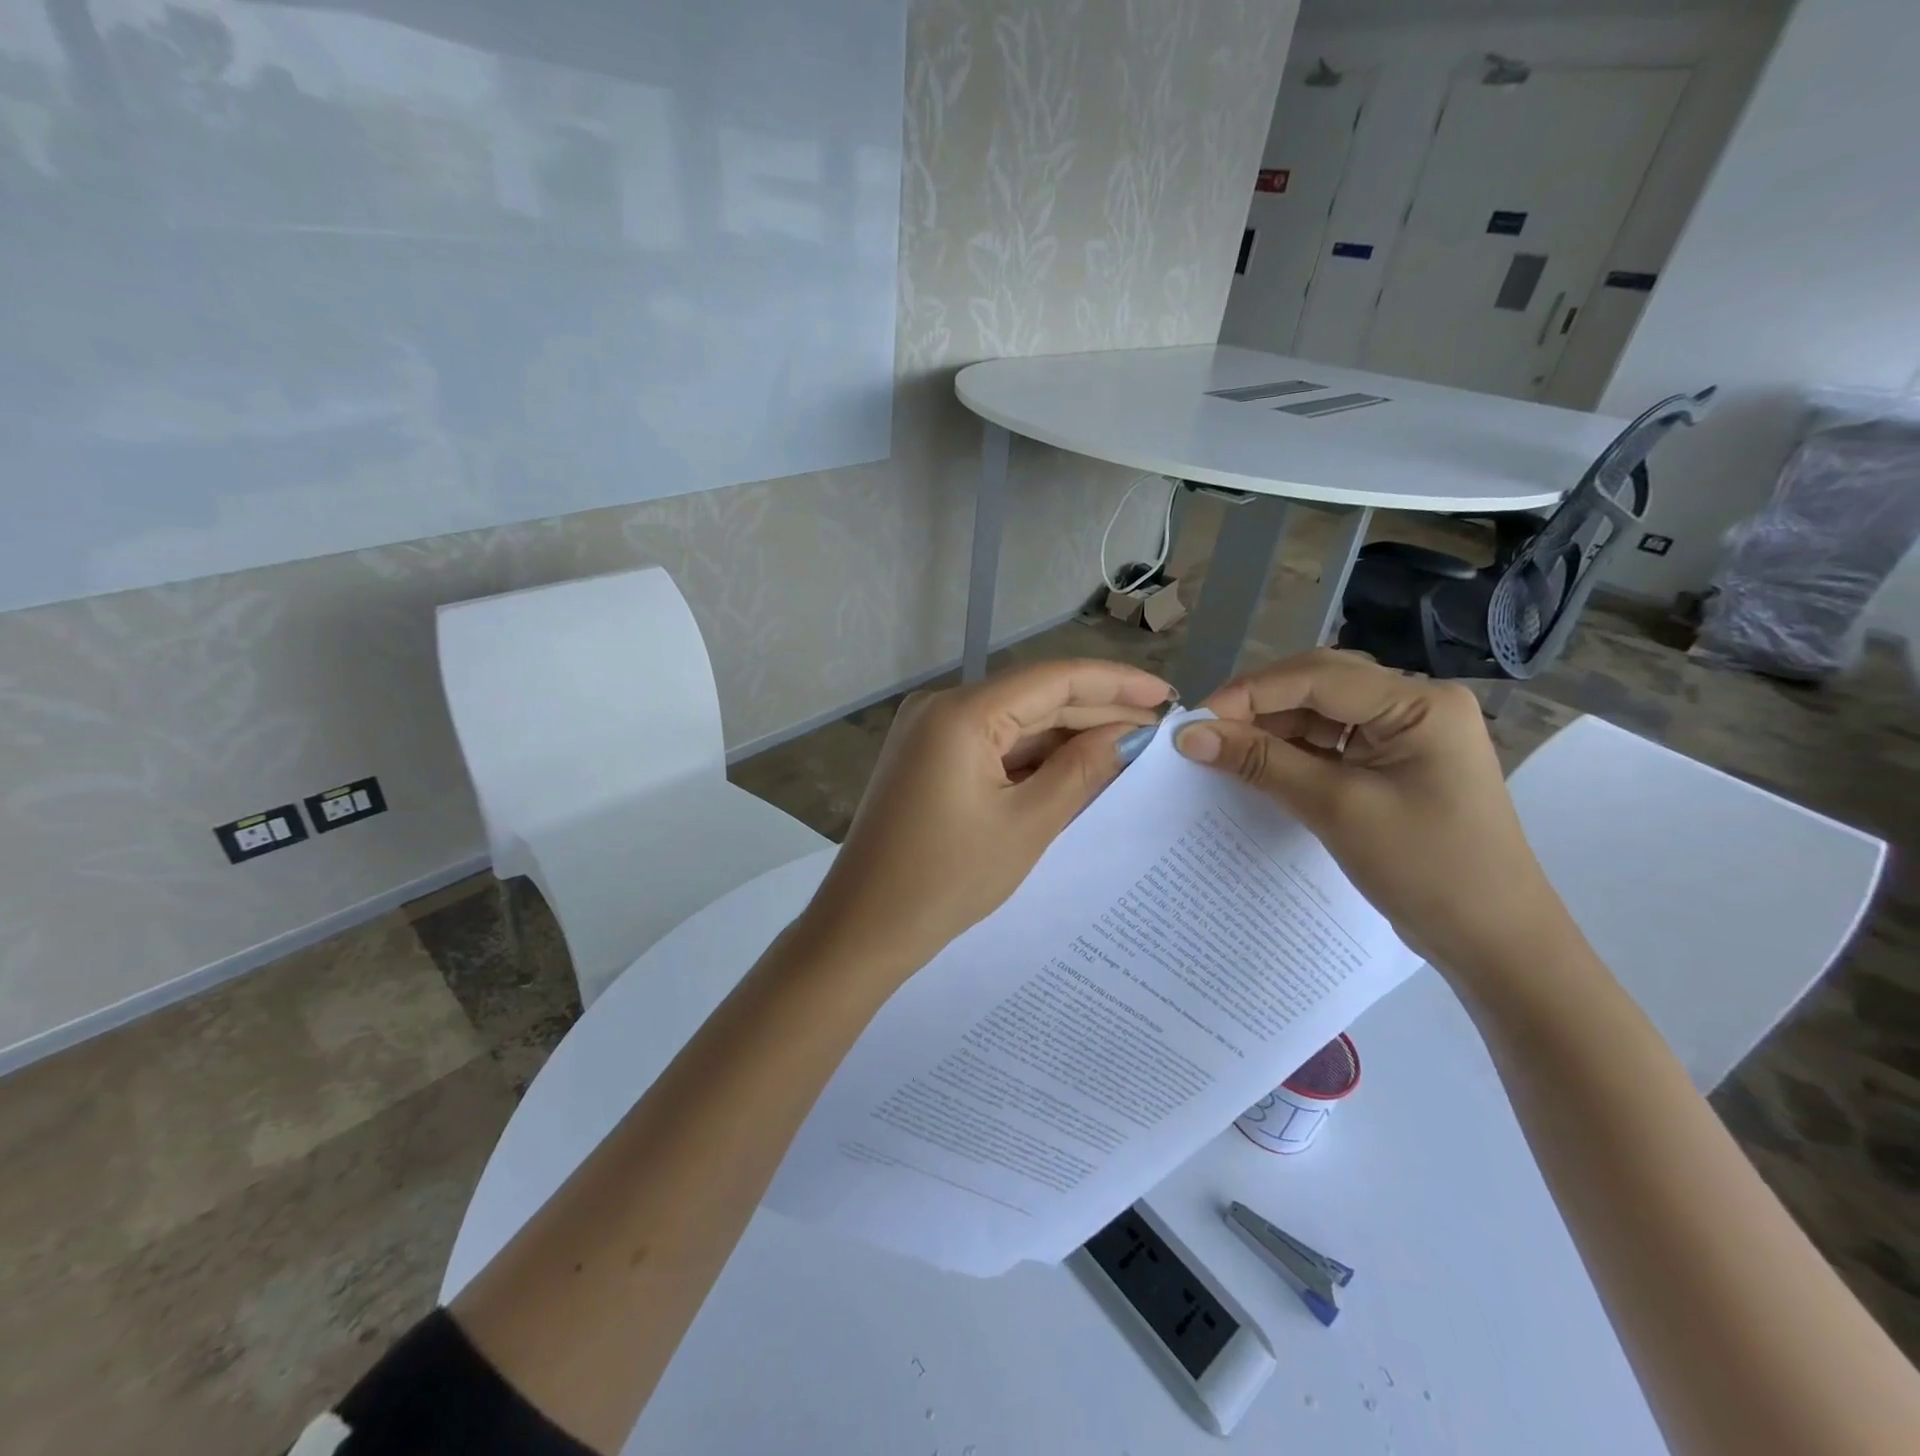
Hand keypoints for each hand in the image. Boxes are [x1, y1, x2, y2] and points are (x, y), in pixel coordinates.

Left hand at [798, 659, 1171, 981]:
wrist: (863, 928)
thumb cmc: (946, 881)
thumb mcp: (1026, 825)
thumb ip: (1081, 770)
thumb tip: (1129, 734)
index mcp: (962, 713)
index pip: (1053, 678)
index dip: (1114, 682)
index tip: (1165, 694)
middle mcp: (942, 708)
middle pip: (1034, 698)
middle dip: (1096, 711)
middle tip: (1158, 727)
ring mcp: (930, 733)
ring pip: (1015, 723)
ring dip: (1067, 736)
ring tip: (1130, 748)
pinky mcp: (928, 759)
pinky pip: (992, 746)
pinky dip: (1033, 758)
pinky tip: (1077, 766)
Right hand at [1174, 650, 1573, 980]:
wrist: (1495, 942)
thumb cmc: (1427, 869)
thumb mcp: (1336, 809)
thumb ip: (1262, 763)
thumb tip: (1190, 735)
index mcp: (1419, 703)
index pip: (1317, 676)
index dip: (1249, 693)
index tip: (1194, 722)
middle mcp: (1415, 705)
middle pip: (1318, 686)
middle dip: (1257, 707)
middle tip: (1204, 735)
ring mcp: (1406, 735)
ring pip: (1320, 714)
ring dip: (1270, 730)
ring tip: (1222, 753)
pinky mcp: (1394, 765)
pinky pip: (1331, 744)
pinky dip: (1291, 754)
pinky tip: (1257, 768)